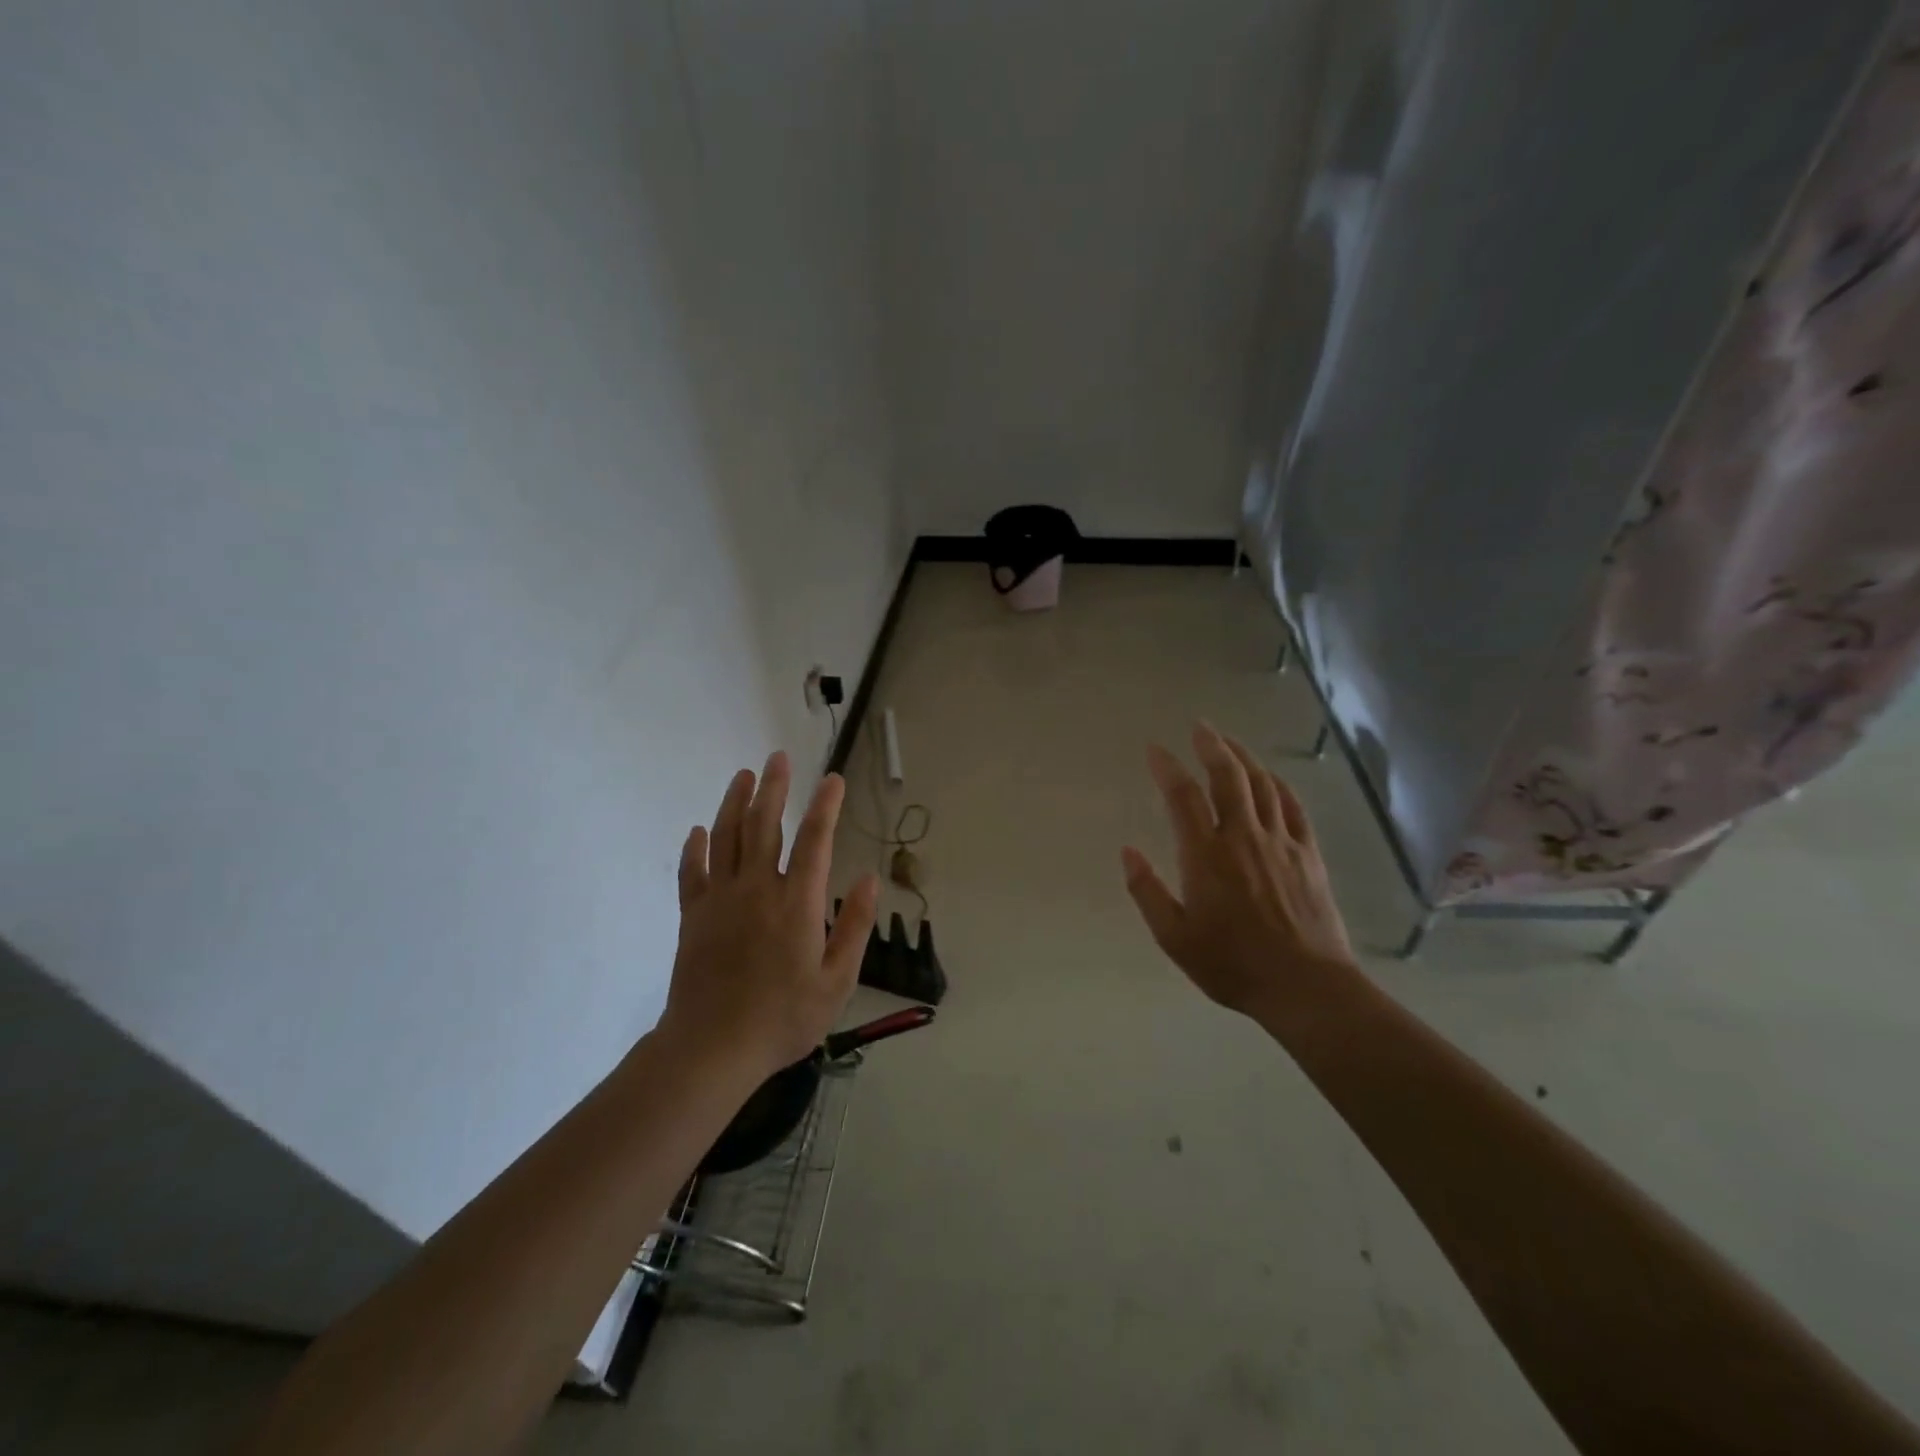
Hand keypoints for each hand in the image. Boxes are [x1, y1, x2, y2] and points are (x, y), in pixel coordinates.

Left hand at [660, 752, 880, 1078]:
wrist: (712, 1048)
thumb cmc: (783, 1018)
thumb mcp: (837, 981)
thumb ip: (855, 926)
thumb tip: (870, 878)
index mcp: (797, 903)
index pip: (815, 840)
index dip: (826, 806)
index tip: (833, 779)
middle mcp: (758, 889)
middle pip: (765, 825)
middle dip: (774, 788)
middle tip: (779, 757)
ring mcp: (720, 900)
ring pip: (727, 838)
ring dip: (735, 803)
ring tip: (744, 775)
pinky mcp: (694, 916)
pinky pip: (692, 871)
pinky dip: (695, 848)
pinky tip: (699, 830)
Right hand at [1122, 723, 1357, 1021]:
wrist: (1305, 986)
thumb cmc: (1232, 964)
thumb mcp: (1174, 937)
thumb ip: (1147, 891)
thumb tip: (1127, 851)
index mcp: (1206, 855)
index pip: (1182, 796)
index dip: (1167, 767)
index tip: (1155, 749)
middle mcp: (1243, 837)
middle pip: (1227, 777)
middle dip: (1211, 746)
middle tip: (1199, 727)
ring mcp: (1280, 842)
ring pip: (1262, 785)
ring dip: (1243, 758)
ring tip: (1228, 742)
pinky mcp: (1308, 854)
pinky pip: (1293, 807)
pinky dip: (1279, 785)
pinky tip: (1270, 778)